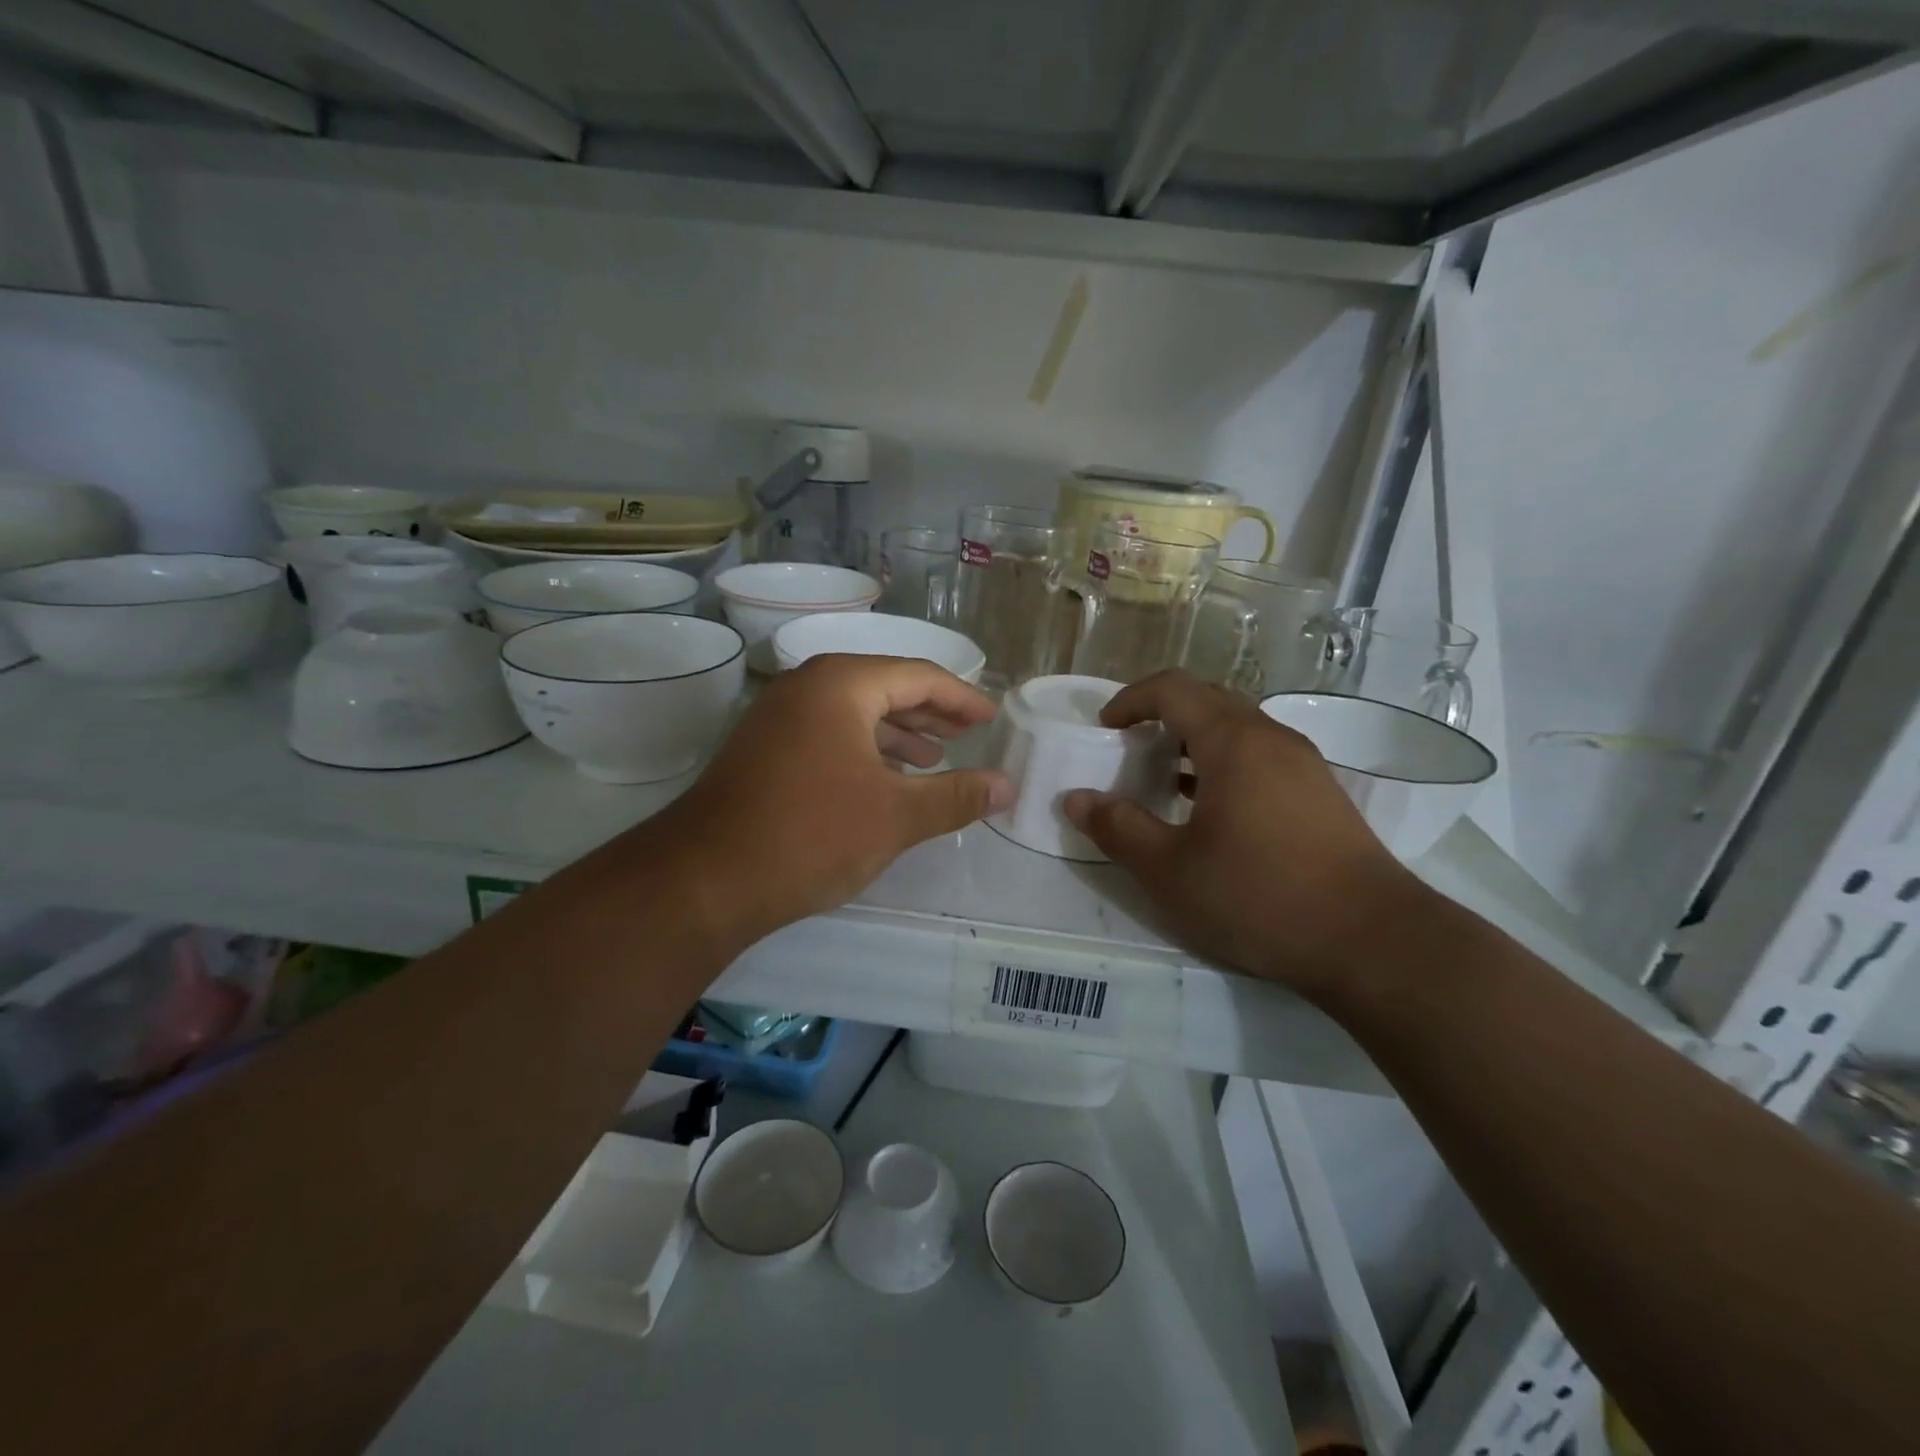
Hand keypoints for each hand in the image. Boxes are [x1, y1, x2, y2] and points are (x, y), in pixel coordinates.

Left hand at [646, 654, 1012, 951]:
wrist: (706, 879)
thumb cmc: (811, 834)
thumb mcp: (896, 816)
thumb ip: (956, 796)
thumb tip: (1007, 786)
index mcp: (842, 684)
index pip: (919, 676)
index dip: (962, 699)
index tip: (992, 719)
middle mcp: (808, 687)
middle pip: (885, 687)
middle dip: (931, 714)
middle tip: (969, 735)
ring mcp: (779, 717)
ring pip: (854, 713)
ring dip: (898, 733)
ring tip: (934, 759)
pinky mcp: (764, 749)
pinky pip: (829, 734)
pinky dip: (864, 750)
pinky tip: (883, 779)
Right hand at [1062, 671, 1426, 997]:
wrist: (1373, 942)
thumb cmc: (1259, 896)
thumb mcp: (1169, 870)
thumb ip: (1117, 828)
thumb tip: (1075, 799)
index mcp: (1233, 741)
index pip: (1173, 688)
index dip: (1130, 700)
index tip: (1104, 730)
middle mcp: (1272, 738)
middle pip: (1208, 699)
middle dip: (1162, 716)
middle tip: (1131, 753)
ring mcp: (1304, 765)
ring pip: (1239, 728)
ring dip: (1195, 742)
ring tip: (1166, 783)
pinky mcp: (1322, 795)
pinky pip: (1262, 756)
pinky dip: (1225, 765)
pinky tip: (1213, 813)